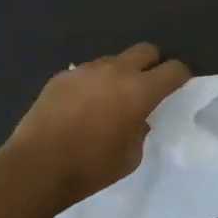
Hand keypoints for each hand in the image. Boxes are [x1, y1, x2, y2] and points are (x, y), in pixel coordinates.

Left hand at [4, 43, 191, 208]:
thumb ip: (141, 129)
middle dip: (153, 64)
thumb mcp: (132, 156)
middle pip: (146, 50)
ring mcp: (86, 70)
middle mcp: (116, 71)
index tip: (178, 88)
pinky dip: (93, 84)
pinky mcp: (62, 76)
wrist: (37, 167)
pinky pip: (87, 73)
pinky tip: (82, 106)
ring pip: (114, 60)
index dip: (181, 77)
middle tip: (147, 87)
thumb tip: (138, 118)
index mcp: (140, 90)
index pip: (174, 70)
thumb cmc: (92, 167)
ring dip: (120, 74)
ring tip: (110, 99)